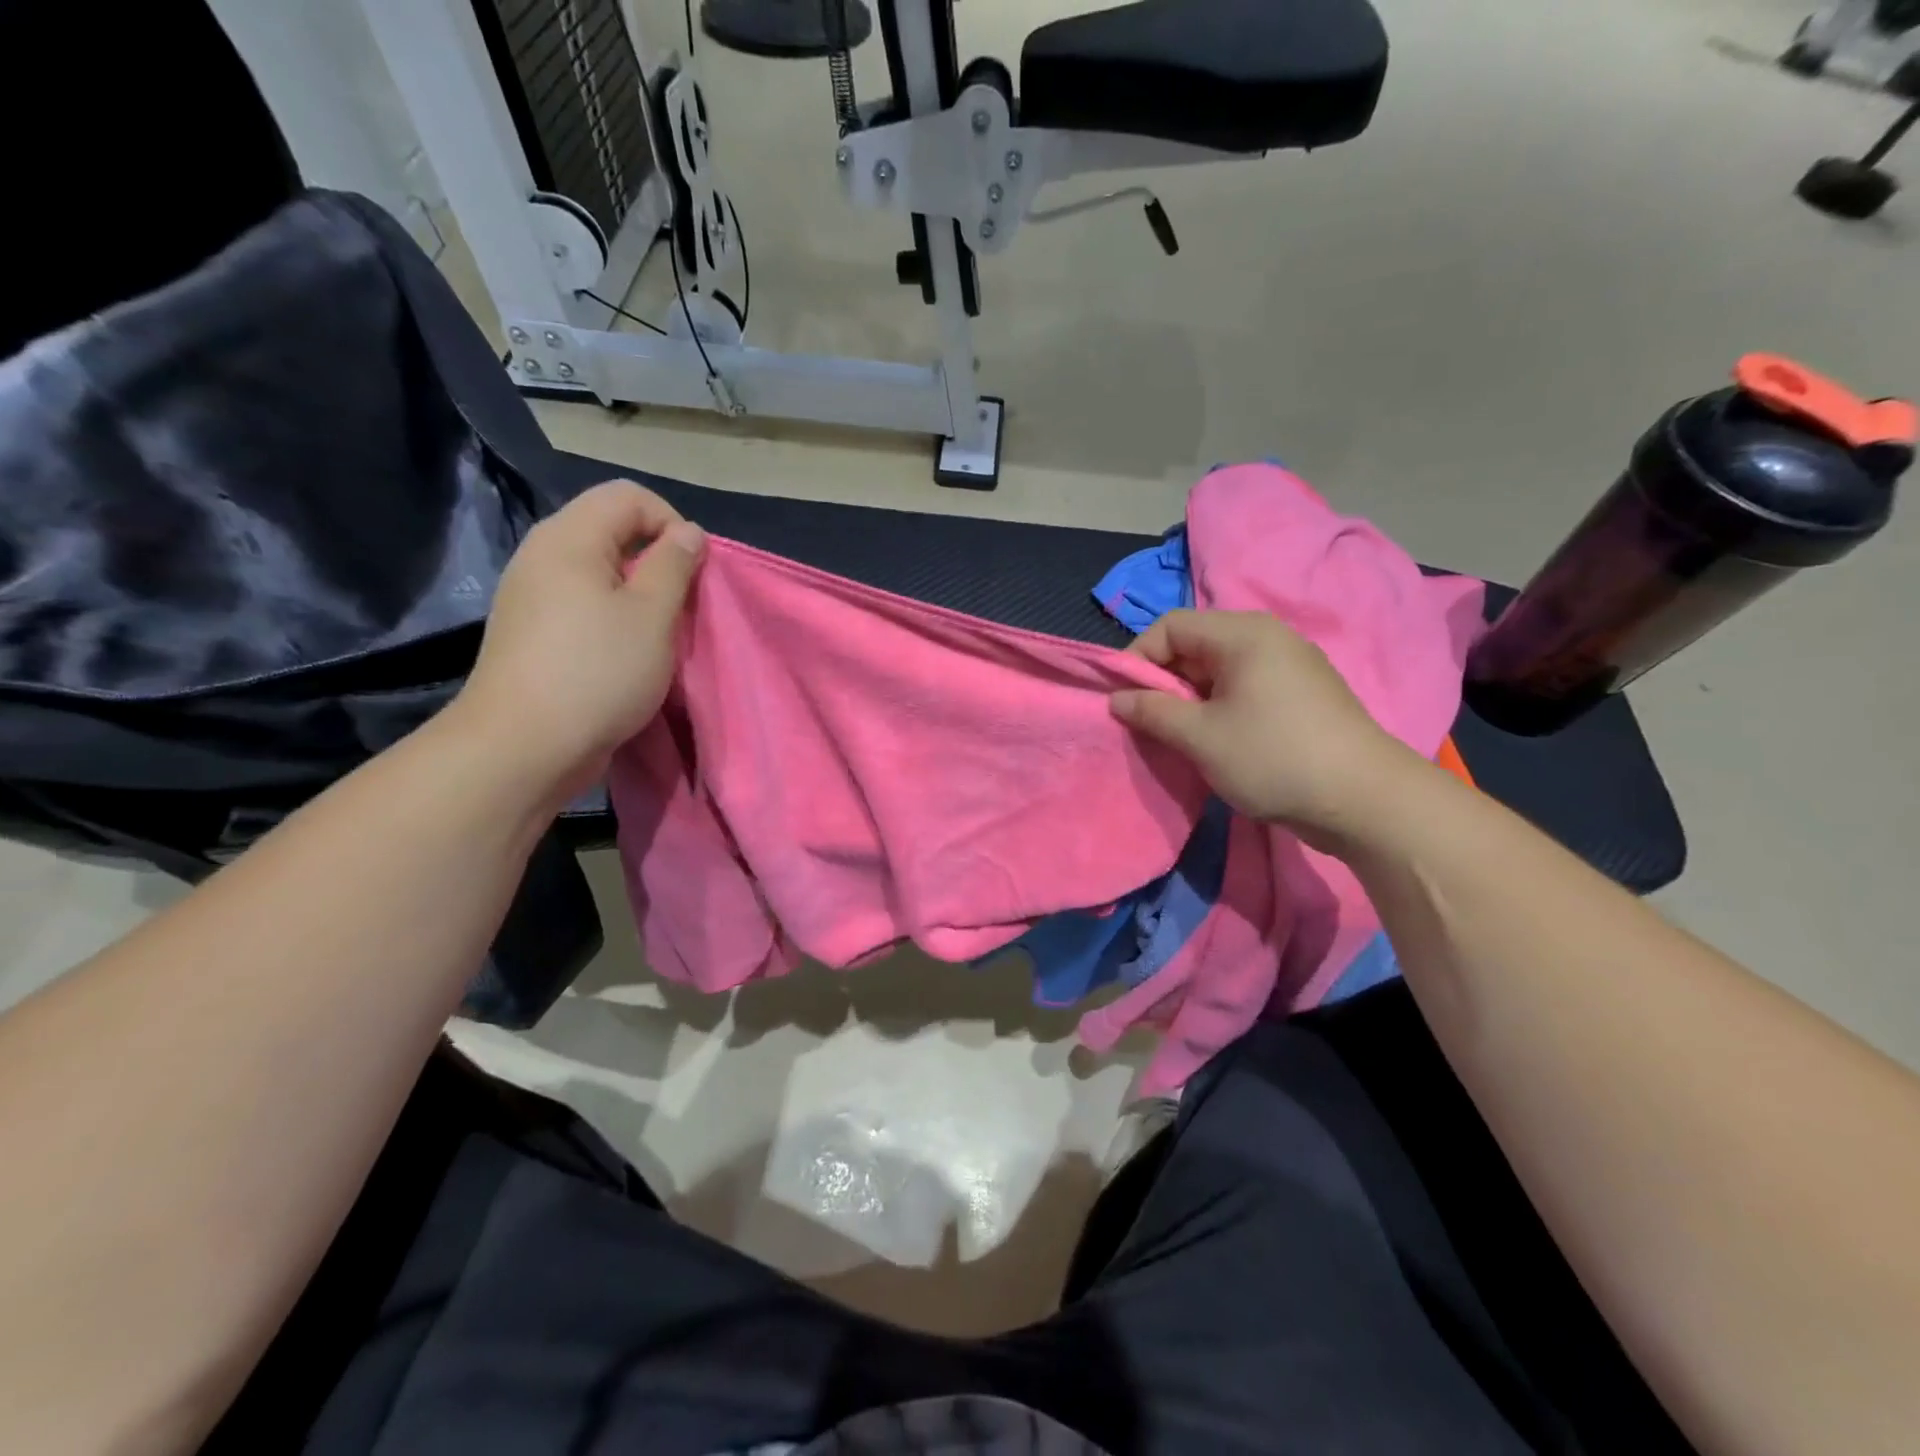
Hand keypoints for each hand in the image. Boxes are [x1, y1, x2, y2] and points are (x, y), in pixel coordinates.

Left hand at [450, 480, 704, 803]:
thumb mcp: (652, 615)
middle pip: (611, 529)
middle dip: (657, 559)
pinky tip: (625, 653)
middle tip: (680, 604)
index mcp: (569, 538)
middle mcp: (543, 555)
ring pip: (599, 570)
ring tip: (657, 632)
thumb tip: (688, 532)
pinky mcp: (532, 631)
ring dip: (638, 592)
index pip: (628, 496)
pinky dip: (613, 615)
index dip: (671, 523)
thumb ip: (674, 566)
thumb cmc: (597, 672)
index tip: (694, 571)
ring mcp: (531, 595)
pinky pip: (582, 603)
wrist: (523, 746)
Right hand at [1110, 610, 1414, 840]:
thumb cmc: (1273, 757)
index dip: (1138, 657)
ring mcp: (1289, 667)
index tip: (1123, 699)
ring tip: (1179, 738)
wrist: (1364, 799)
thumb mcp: (1200, 737)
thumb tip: (1118, 700)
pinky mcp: (1301, 696)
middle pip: (1195, 646)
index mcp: (1243, 634)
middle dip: (1163, 683)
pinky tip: (1216, 743)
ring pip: (1218, 672)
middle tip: (1148, 723)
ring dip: (1189, 701)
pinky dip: (1219, 709)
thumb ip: (1152, 712)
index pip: (1171, 626)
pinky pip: (1244, 689)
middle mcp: (1268, 638)